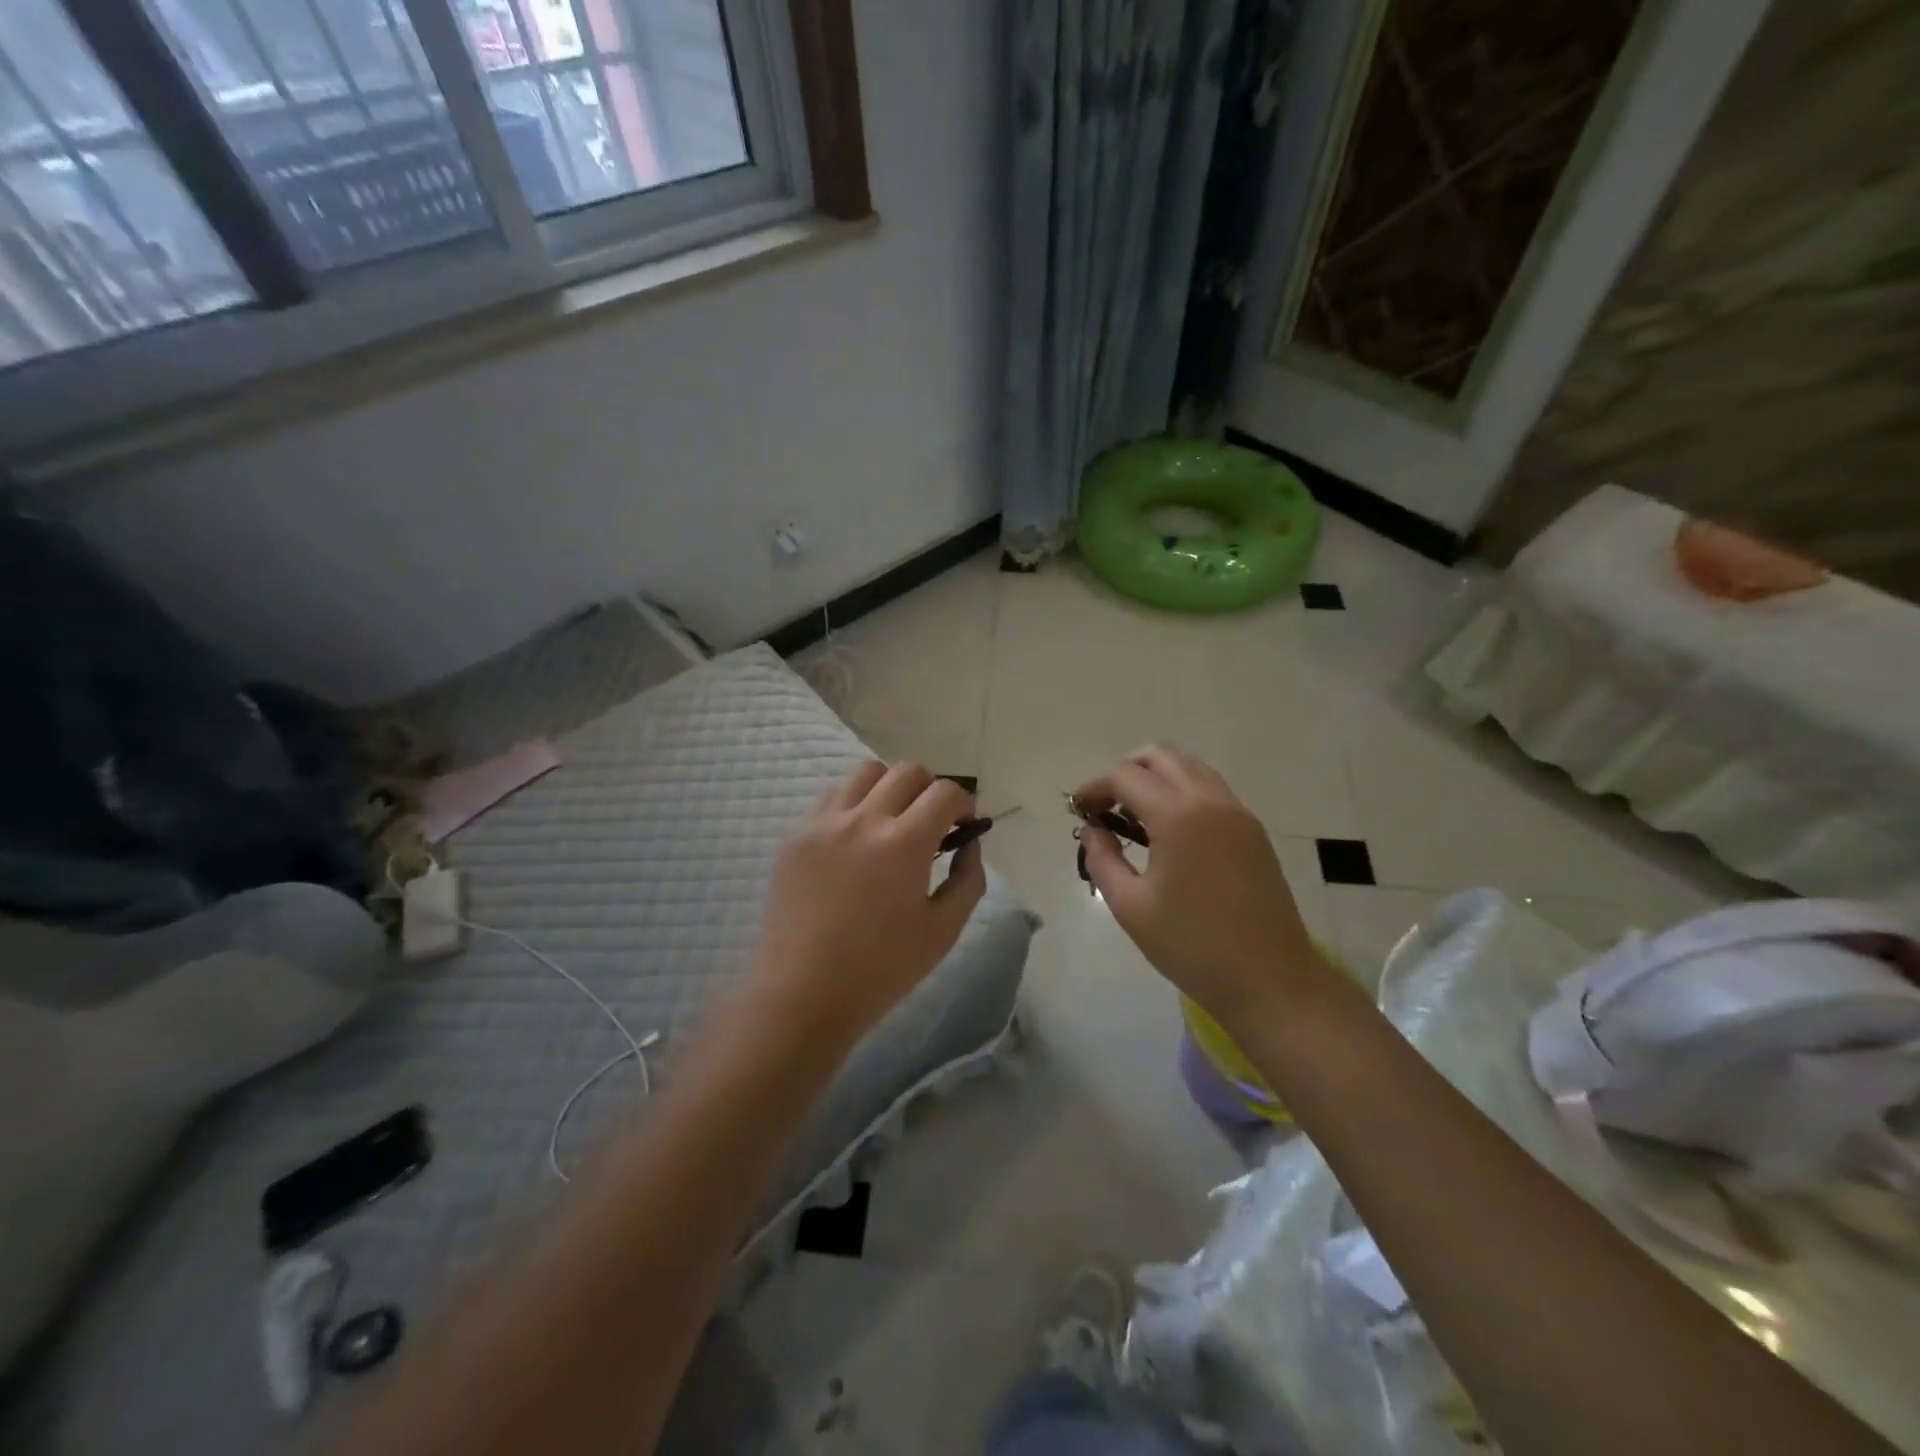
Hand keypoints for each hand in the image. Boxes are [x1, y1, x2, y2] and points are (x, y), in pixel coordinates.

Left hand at [754, 762, 985, 1044]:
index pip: (945, 792)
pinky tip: (855, 837)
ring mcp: (824, 822)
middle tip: (931, 822)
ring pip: (866, 773)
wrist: (804, 993)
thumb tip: (968, 843)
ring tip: (891, 820)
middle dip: (930, 790)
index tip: (962, 826)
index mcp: (905, 843)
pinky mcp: (796, 835)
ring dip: (890, 787)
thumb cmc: (882, 969)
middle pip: (907, 771)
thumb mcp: (944, 930)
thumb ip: (968, 878)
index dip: (964, 804)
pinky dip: (854, 803)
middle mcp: (863, 819)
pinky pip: (832, 796)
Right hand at [1073, 746, 1330, 1028]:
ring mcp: (1238, 813)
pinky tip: (1169, 830)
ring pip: (1190, 768)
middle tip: (1104, 806)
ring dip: (1156, 778)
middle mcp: (1211, 801)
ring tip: (1134, 816)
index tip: (1078, 811)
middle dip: (1125, 772)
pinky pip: (1211, 790)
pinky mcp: (1253, 831)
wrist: (1271, 980)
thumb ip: (1102, 859)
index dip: (1095, 787)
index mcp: (1178, 816)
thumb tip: (1092, 830)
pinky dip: (1182, 792)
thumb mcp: (1130, 906)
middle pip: (1161, 757)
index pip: (1126, 776)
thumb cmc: (1192, 946)